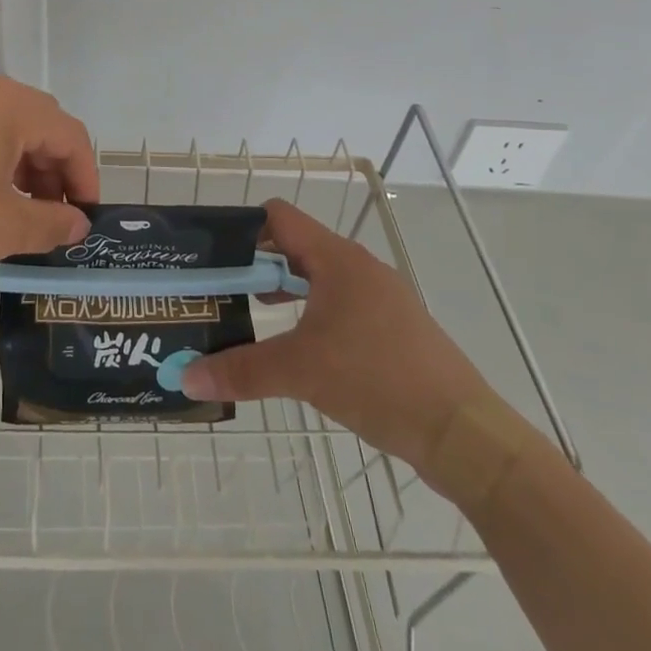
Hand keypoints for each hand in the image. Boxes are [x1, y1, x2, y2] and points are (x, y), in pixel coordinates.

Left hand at [0, 64, 94, 284]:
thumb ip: (49, 224)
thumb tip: (77, 223)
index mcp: (5, 102)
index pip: (68, 133)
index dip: (84, 176)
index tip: (84, 217)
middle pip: (33, 121)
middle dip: (49, 169)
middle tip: (47, 216)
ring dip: (14, 161)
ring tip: (7, 207)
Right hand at [180, 199, 490, 471]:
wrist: (463, 433)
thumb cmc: (378, 380)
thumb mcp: (301, 372)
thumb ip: (241, 370)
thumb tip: (187, 376)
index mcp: (336, 259)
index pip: (279, 217)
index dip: (243, 227)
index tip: (212, 255)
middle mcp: (358, 267)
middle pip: (295, 247)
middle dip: (256, 265)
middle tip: (221, 290)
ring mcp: (380, 297)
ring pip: (318, 278)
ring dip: (284, 291)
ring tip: (250, 316)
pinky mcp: (393, 328)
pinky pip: (340, 304)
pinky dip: (311, 314)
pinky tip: (299, 348)